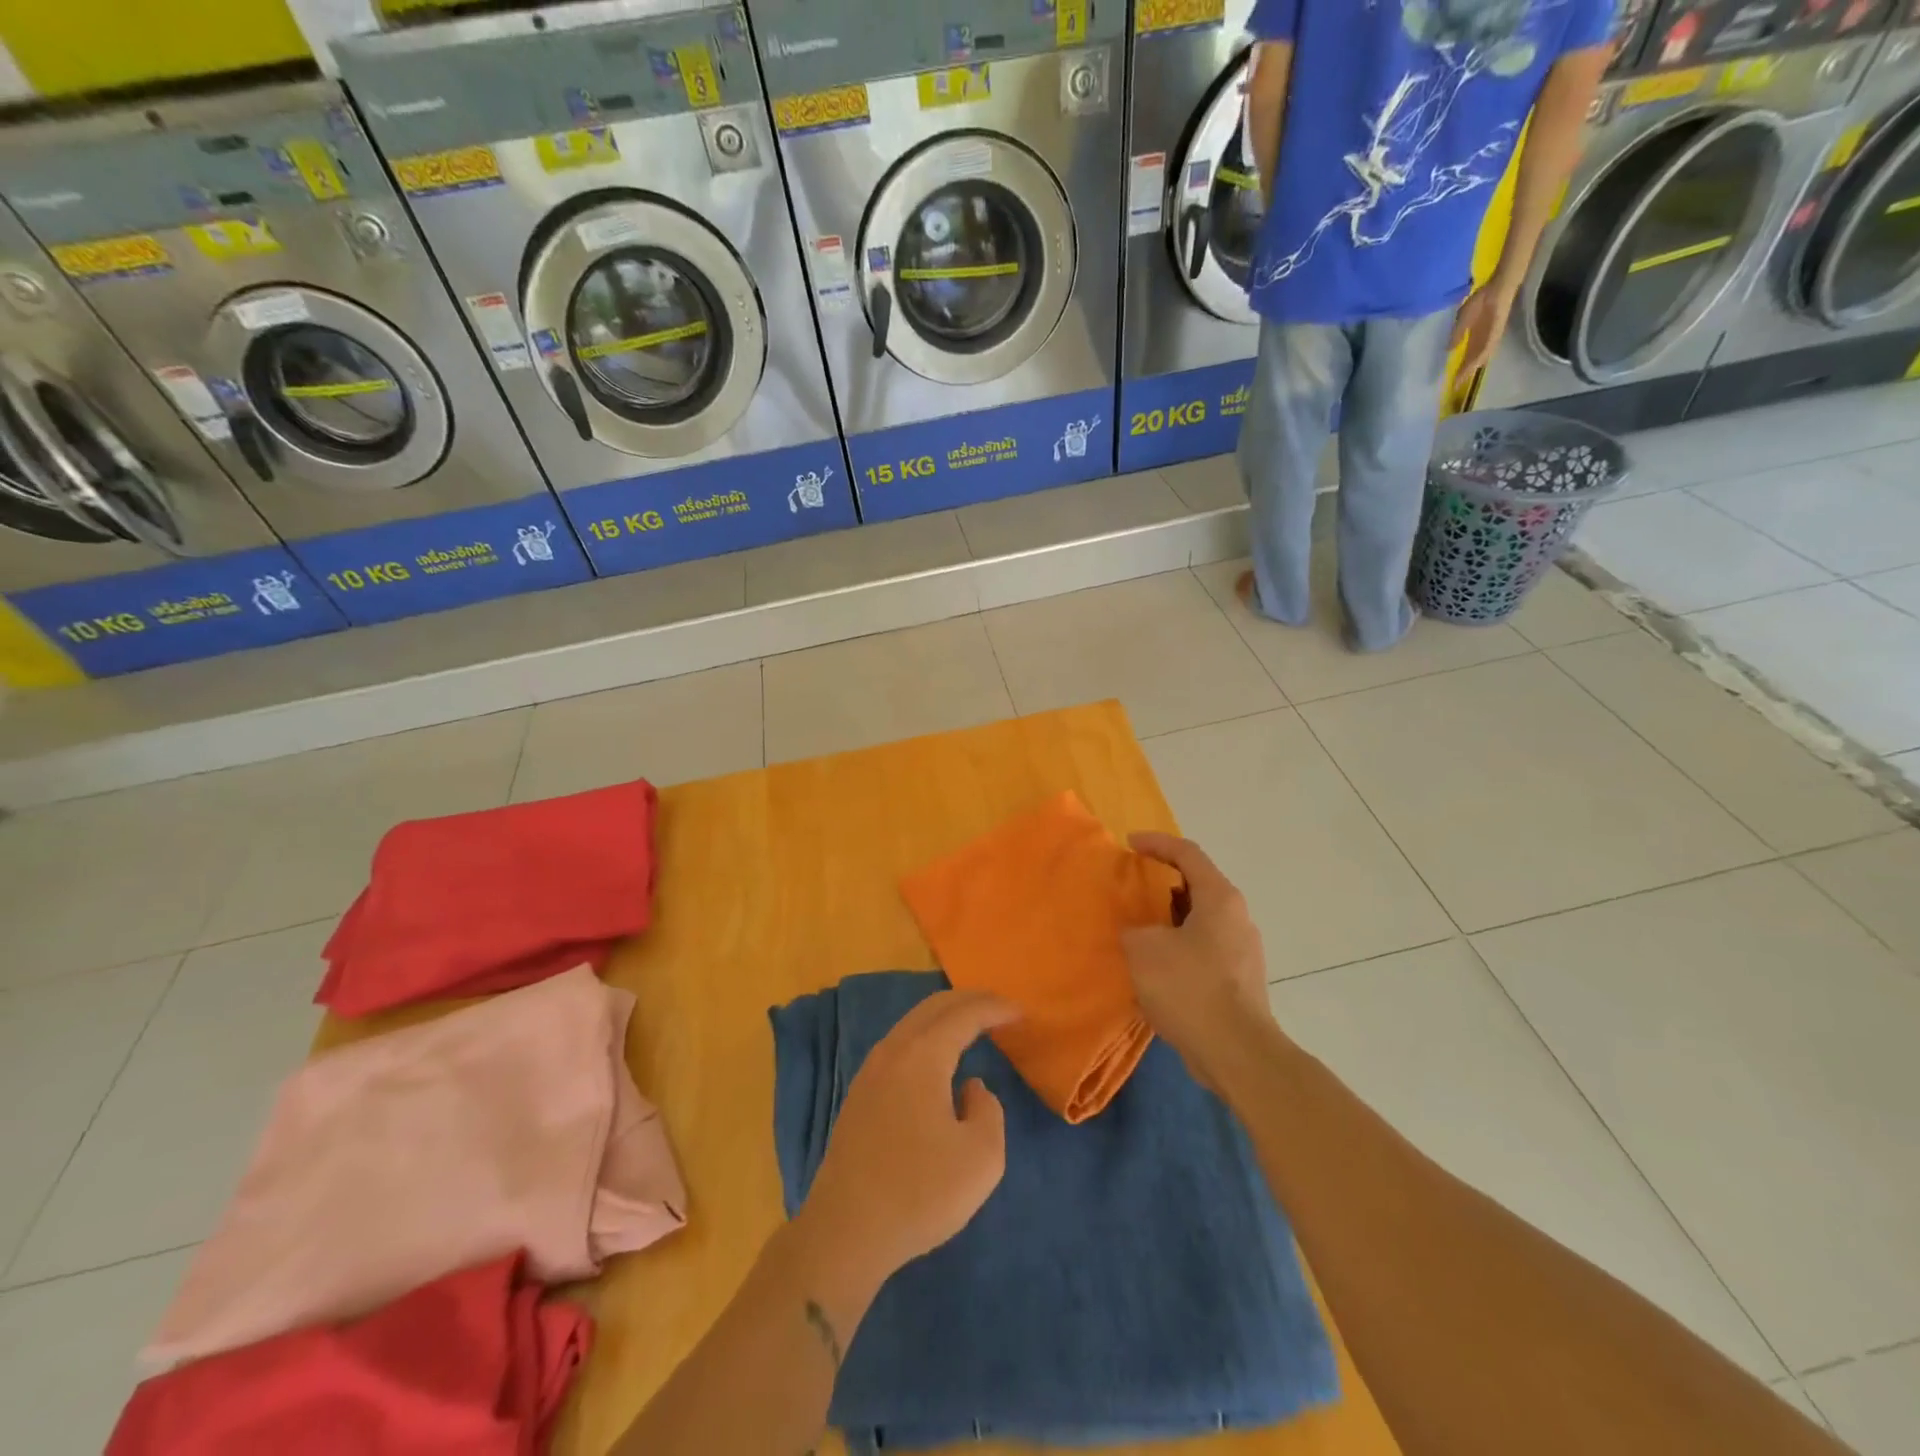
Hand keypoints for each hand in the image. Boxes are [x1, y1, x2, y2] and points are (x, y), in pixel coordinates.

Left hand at [795, 989, 1018, 1289]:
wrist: (846, 1232)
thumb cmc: (920, 1193)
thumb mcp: (981, 1158)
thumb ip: (989, 1110)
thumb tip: (971, 1088)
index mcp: (922, 1057)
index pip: (964, 1015)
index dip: (995, 1008)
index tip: (1021, 1012)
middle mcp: (893, 1052)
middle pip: (933, 1007)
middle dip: (969, 1000)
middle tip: (999, 1007)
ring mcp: (870, 1072)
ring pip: (912, 1024)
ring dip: (944, 1017)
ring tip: (972, 1025)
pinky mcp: (859, 1095)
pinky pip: (899, 1045)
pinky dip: (926, 1036)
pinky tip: (936, 1058)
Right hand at [1121, 833, 1273, 1093]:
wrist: (1237, 1053)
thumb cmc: (1190, 988)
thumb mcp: (1144, 948)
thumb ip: (1133, 927)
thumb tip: (1136, 930)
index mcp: (1219, 898)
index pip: (1187, 853)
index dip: (1156, 843)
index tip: (1128, 843)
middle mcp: (1236, 917)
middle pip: (1195, 886)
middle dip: (1159, 883)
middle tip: (1128, 887)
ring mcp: (1241, 951)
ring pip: (1198, 920)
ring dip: (1166, 919)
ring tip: (1135, 927)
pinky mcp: (1238, 980)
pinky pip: (1202, 949)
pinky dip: (1176, 946)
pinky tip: (1153, 966)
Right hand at [1451, 282, 1516, 379]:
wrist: (1499, 286)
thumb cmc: (1482, 298)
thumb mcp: (1463, 318)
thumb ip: (1456, 334)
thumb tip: (1448, 350)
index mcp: (1475, 337)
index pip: (1466, 357)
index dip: (1458, 369)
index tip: (1450, 382)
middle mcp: (1483, 340)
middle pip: (1473, 361)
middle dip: (1464, 373)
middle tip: (1455, 387)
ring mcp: (1491, 336)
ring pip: (1481, 357)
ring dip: (1472, 368)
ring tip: (1463, 379)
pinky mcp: (1497, 331)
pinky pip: (1489, 346)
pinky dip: (1482, 356)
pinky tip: (1476, 365)